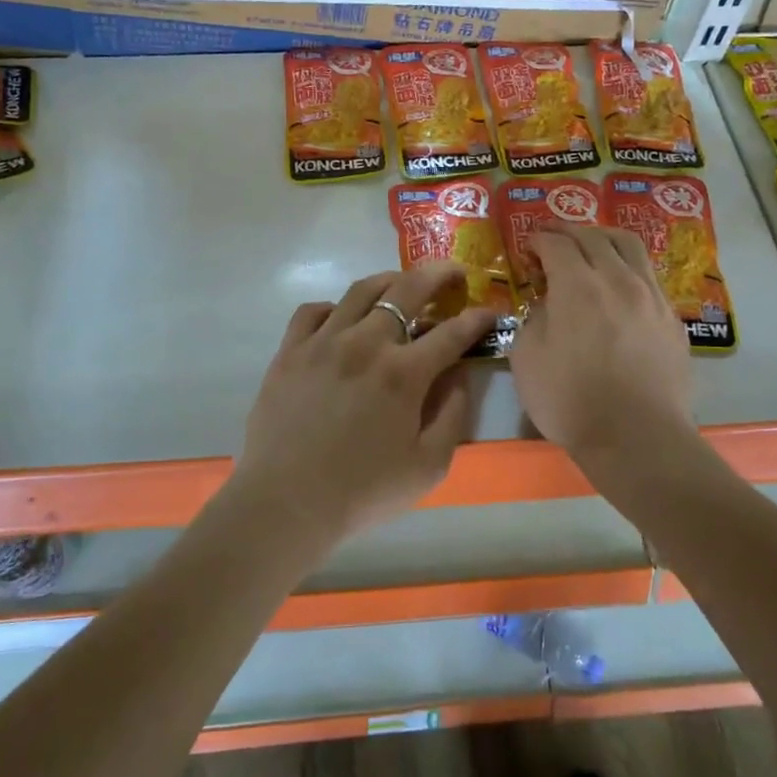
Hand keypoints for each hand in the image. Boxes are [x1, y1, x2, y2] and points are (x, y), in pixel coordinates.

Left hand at [233, 265, 495, 546]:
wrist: (286, 503)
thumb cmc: (363, 491)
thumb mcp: (428, 466)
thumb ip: (453, 415)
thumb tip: (459, 374)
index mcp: (403, 373)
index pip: (452, 332)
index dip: (478, 319)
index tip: (490, 312)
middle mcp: (365, 344)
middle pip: (407, 290)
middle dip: (438, 275)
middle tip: (453, 273)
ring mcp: (322, 342)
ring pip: (361, 290)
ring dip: (390, 280)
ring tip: (402, 284)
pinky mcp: (289, 351)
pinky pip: (313, 310)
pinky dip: (335, 307)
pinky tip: (343, 318)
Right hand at [509, 224, 692, 461]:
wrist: (637, 437)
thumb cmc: (571, 400)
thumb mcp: (527, 358)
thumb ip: (534, 318)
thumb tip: (549, 303)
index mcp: (577, 285)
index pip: (557, 244)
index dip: (539, 239)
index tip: (528, 245)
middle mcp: (618, 279)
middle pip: (595, 237)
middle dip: (569, 232)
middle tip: (554, 238)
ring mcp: (651, 296)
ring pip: (630, 247)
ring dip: (605, 239)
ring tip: (592, 247)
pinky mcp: (672, 318)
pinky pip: (648, 276)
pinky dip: (628, 268)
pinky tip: (620, 285)